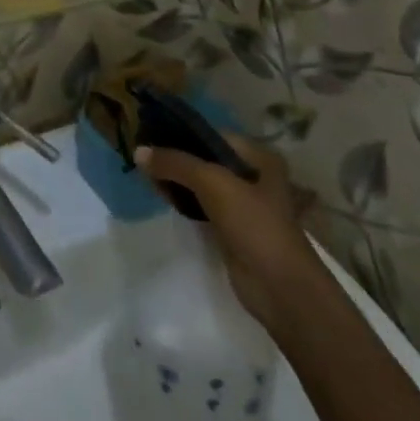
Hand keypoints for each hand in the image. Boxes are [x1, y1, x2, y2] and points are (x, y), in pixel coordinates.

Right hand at [136, 135, 320, 331]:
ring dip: (176, 178)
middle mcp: (252, 175)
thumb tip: (138, 152)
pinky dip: (182, 199)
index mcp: (258, 157)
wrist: (280, 289)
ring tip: (145, 172)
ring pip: (201, 182)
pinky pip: (201, 205)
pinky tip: (161, 195)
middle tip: (142, 154)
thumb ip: (175, 163)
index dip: (181, 132)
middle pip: (205, 158)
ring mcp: (242, 204)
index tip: (149, 131)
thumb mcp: (213, 183)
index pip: (211, 134)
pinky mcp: (231, 228)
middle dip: (176, 156)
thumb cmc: (254, 224)